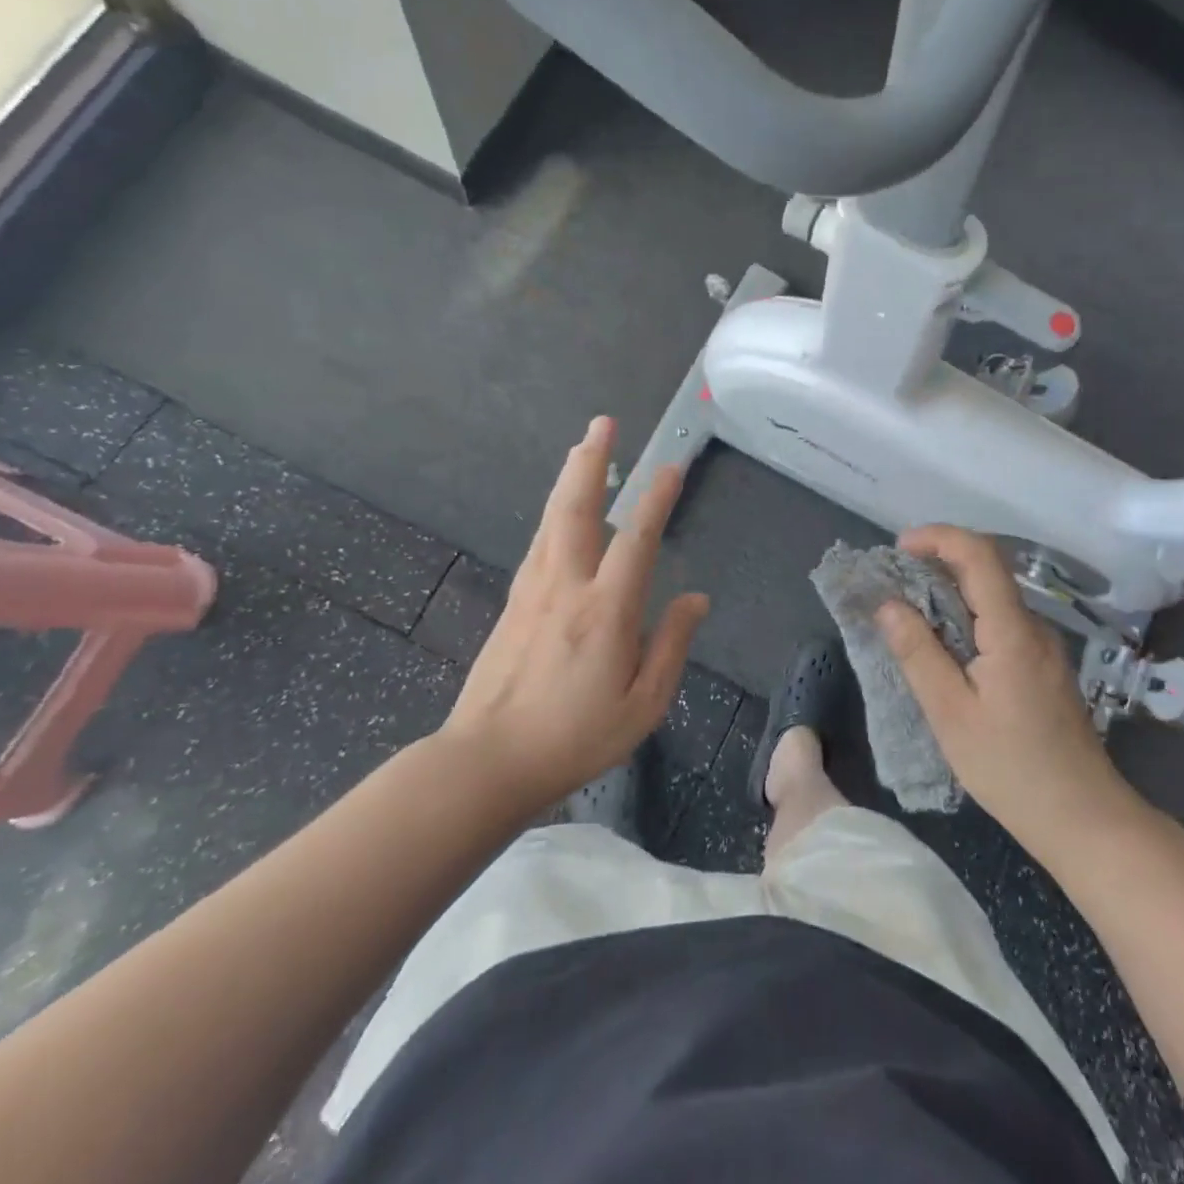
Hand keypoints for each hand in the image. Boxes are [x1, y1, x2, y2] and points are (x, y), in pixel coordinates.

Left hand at [437, 417, 708, 811]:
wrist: (488, 760)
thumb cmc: (575, 738)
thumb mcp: (642, 705)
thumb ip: (671, 646)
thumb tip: (696, 599)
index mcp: (605, 611)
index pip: (635, 540)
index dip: (655, 499)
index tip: (671, 465)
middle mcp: (566, 587)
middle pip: (577, 509)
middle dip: (592, 462)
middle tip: (603, 423)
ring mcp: (533, 591)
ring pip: (552, 520)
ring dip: (569, 479)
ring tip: (583, 448)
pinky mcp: (513, 603)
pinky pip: (539, 544)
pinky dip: (554, 514)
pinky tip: (560, 511)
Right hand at [877, 526, 1145, 854]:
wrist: (1084, 818)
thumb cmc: (1011, 769)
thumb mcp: (950, 714)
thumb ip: (918, 653)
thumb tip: (888, 604)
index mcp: (1013, 632)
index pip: (980, 555)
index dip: (938, 537)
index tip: (899, 547)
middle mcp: (1034, 628)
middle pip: (988, 571)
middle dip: (938, 562)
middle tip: (893, 583)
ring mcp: (1044, 647)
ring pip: (994, 598)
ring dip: (951, 592)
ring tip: (909, 614)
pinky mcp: (1044, 667)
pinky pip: (1001, 623)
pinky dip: (967, 618)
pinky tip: (944, 647)